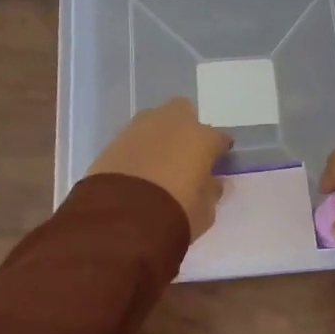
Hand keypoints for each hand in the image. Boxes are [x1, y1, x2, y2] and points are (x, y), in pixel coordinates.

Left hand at [86, 99, 232, 239]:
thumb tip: (212, 182)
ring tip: (159, 164)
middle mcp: (173, 123)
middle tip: (186, 155)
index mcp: (202, 138)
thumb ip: (211, 191)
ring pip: (156, 123)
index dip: (220, 151)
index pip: (220, 138)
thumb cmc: (176, 214)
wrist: (122, 219)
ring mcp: (140, 128)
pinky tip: (138, 170)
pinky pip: (134, 139)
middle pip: (184, 114)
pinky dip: (139, 150)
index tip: (217, 164)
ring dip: (160, 138)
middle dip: (187, 129)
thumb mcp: (205, 211)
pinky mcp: (114, 140)